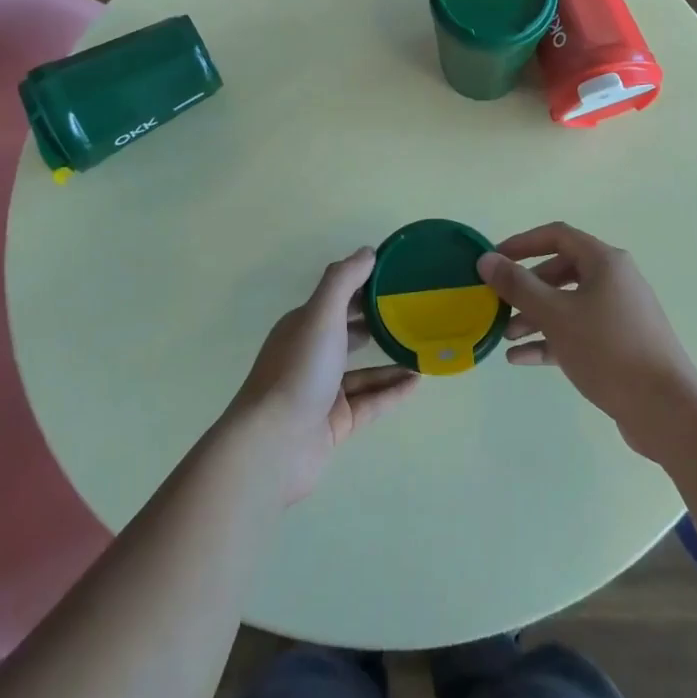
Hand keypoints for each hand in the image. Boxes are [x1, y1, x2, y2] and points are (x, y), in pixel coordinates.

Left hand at [229, 248, 419, 502]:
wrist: (273, 446)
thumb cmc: (298, 371)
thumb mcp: (320, 315)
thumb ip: (343, 280)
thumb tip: (368, 251)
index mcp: (303, 325)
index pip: (337, 298)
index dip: (365, 285)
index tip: (398, 276)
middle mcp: (311, 355)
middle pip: (348, 332)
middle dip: (378, 321)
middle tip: (415, 312)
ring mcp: (322, 391)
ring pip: (363, 371)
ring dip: (390, 359)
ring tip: (423, 349)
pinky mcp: (335, 423)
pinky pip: (370, 402)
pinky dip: (392, 391)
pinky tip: (418, 382)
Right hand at [478, 222, 696, 453]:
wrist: (666, 410)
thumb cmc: (608, 350)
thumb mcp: (555, 314)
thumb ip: (517, 285)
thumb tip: (486, 259)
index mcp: (605, 262)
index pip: (556, 236)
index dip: (521, 243)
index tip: (494, 260)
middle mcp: (615, 280)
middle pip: (560, 272)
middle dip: (526, 288)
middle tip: (498, 304)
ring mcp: (619, 314)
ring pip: (568, 304)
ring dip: (535, 316)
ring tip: (507, 337)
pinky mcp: (620, 345)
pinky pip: (578, 332)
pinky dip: (551, 340)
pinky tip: (522, 358)